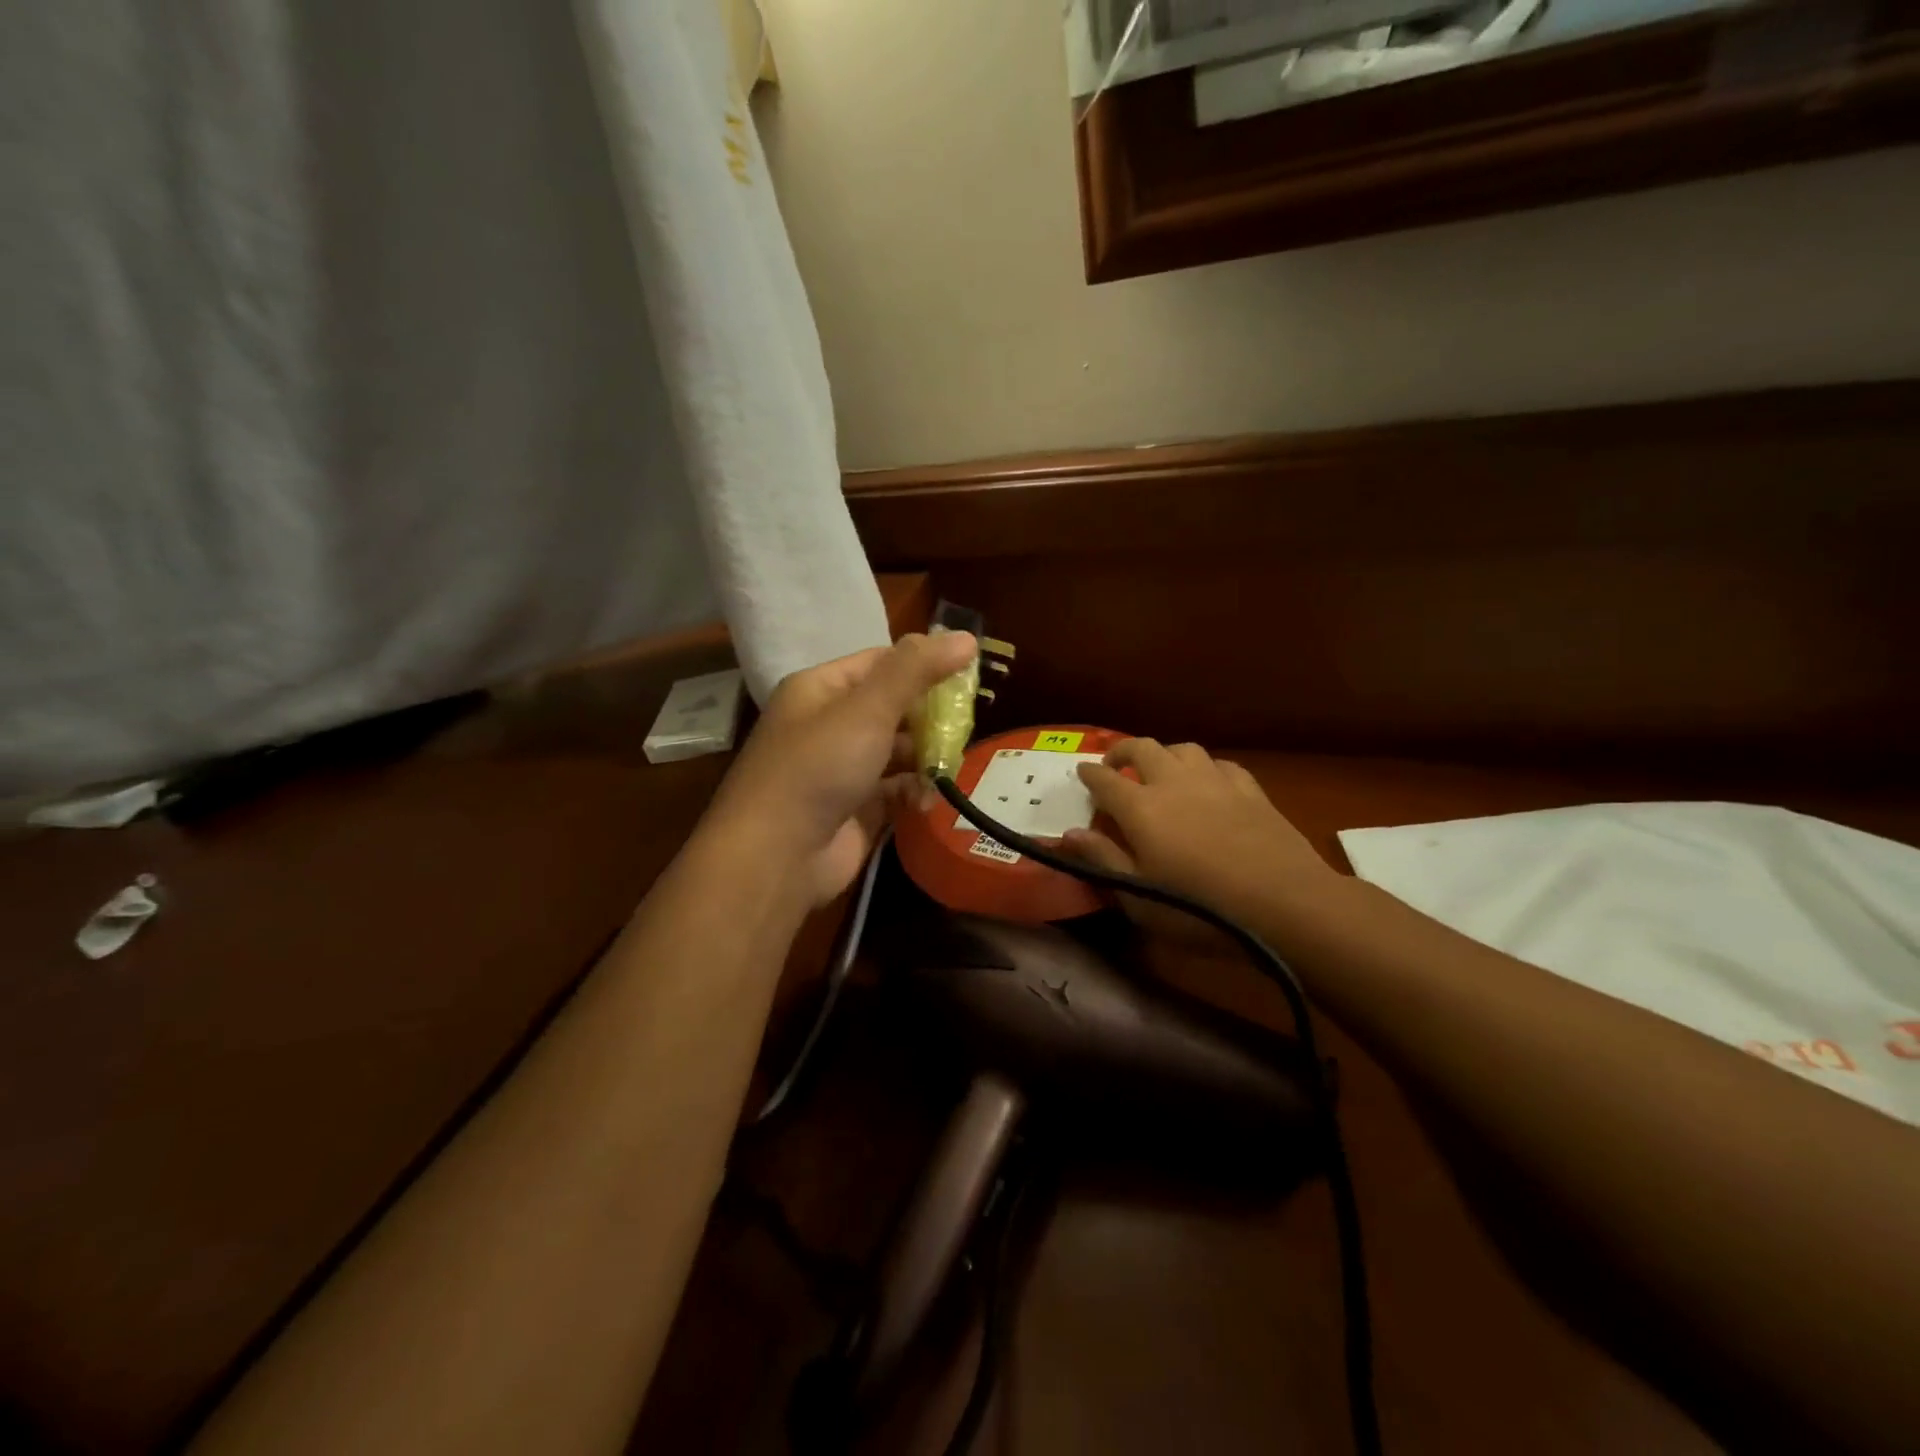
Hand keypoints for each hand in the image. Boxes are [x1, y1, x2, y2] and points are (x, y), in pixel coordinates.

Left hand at [703, 633, 976, 906]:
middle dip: (929, 715)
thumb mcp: (868, 709)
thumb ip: (916, 670)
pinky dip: (915, 792)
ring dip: (926, 756)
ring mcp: (841, 770)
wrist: (776, 857)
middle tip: (966, 722)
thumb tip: (965, 637)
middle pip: (892, 707)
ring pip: (897, 751)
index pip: (880, 662)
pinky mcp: (855, 810)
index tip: (966, 674)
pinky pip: (895, 790)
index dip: (922, 664)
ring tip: (953, 762)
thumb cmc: (818, 768)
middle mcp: (829, 725)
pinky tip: (928, 800)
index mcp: (821, 689)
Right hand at [1065, 739, 1340, 931]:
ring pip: (1183, 749)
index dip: (1089, 773)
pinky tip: (1209, 782)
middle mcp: (1173, 782)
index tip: (1081, 772)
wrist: (1283, 902)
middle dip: (1122, 750)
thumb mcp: (1139, 897)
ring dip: (1165, 754)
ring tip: (1161, 770)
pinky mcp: (1250, 790)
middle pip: (1142, 748)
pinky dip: (1205, 768)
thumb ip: (1102, 860)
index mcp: (1140, 808)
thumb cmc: (1200, 909)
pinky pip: (1221, 764)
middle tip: (1114, 763)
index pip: (1104, 779)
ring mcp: (1215, 781)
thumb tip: (1069, 834)